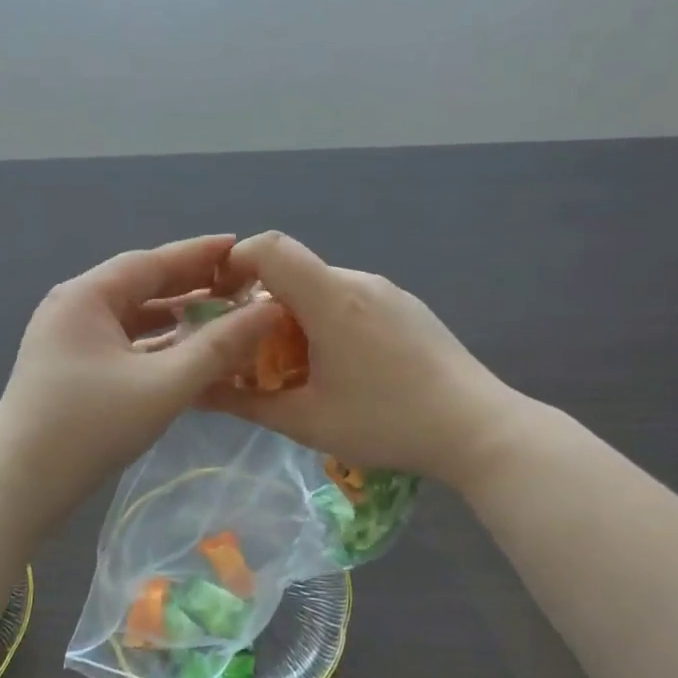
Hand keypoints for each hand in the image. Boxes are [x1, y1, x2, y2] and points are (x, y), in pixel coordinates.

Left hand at [0, 235, 279, 515]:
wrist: (19, 484)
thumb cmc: (90, 426)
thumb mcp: (163, 385)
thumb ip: (219, 348)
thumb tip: (268, 311)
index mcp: (87, 296)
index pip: (151, 262)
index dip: (198, 254)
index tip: (240, 246)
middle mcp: (73, 307)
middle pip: (140, 286)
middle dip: (189, 285)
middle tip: (238, 283)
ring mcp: (67, 339)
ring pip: (131, 317)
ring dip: (173, 317)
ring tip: (221, 315)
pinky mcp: (69, 368)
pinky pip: (121, 343)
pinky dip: (154, 344)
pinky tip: (185, 353)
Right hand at [205, 232, 526, 483]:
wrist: (479, 430)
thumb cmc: (388, 423)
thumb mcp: (306, 421)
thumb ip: (246, 402)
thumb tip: (198, 392)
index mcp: (331, 299)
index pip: (270, 247)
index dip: (234, 263)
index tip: (217, 301)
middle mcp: (358, 282)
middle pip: (292, 273)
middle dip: (260, 307)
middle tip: (251, 356)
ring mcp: (388, 293)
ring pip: (321, 289)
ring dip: (294, 319)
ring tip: (297, 370)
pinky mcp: (407, 308)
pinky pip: (350, 301)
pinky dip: (326, 323)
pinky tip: (340, 369)